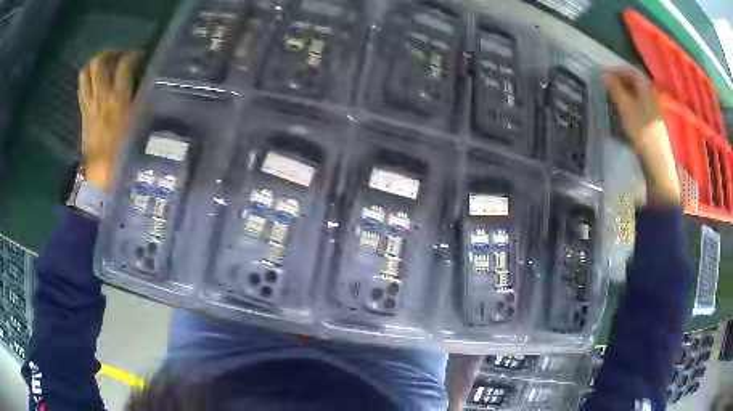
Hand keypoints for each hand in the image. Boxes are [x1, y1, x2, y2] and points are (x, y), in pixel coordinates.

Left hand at [78, 50, 143, 192]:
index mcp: (119, 99)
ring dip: (95, 64)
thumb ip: (141, 100)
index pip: (125, 65)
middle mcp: (101, 96)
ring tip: (104, 65)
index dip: (134, 55)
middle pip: (99, 63)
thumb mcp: (140, 124)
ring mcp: (89, 104)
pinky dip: (88, 80)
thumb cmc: (125, 149)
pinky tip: (95, 82)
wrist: (103, 172)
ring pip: (86, 73)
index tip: (140, 56)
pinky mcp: (83, 112)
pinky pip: (81, 89)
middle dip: (110, 53)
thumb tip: (144, 84)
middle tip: (118, 56)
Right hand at [604, 68, 680, 205]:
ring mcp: (654, 110)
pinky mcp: (653, 122)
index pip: (630, 71)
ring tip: (614, 99)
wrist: (657, 160)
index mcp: (646, 89)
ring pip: (638, 95)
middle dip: (620, 81)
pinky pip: (640, 105)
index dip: (616, 70)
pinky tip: (625, 113)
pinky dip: (631, 104)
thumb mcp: (626, 108)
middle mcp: (651, 96)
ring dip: (625, 93)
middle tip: (607, 86)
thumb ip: (615, 89)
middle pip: (635, 82)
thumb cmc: (641, 131)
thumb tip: (604, 74)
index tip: (604, 75)